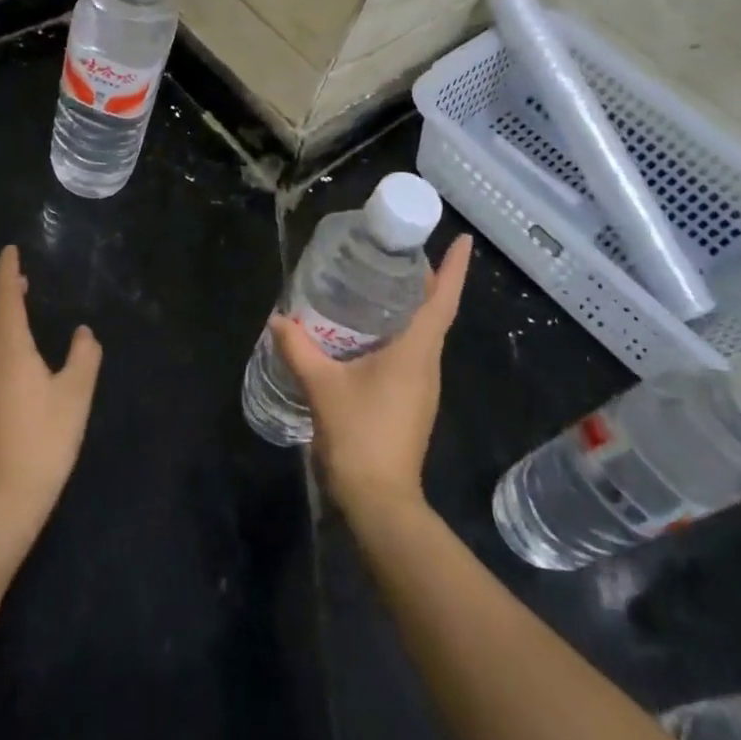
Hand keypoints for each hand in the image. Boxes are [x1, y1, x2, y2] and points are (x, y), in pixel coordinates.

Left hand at [0, 246, 101, 535]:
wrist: (3, 498)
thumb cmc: (45, 440)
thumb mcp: (76, 395)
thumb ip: (84, 357)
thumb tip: (84, 333)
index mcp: (8, 349)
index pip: (4, 297)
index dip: (7, 271)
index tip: (10, 251)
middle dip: (2, 296)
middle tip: (21, 286)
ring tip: (10, 323)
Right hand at [271, 235, 471, 518]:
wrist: (380, 500)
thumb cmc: (359, 435)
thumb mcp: (322, 386)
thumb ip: (298, 349)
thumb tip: (277, 319)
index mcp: (416, 352)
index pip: (442, 300)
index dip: (454, 268)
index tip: (463, 239)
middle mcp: (427, 364)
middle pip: (433, 311)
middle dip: (423, 279)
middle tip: (396, 251)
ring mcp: (422, 386)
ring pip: (422, 333)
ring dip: (408, 306)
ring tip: (378, 283)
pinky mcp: (412, 402)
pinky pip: (410, 354)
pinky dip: (396, 332)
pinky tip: (367, 332)